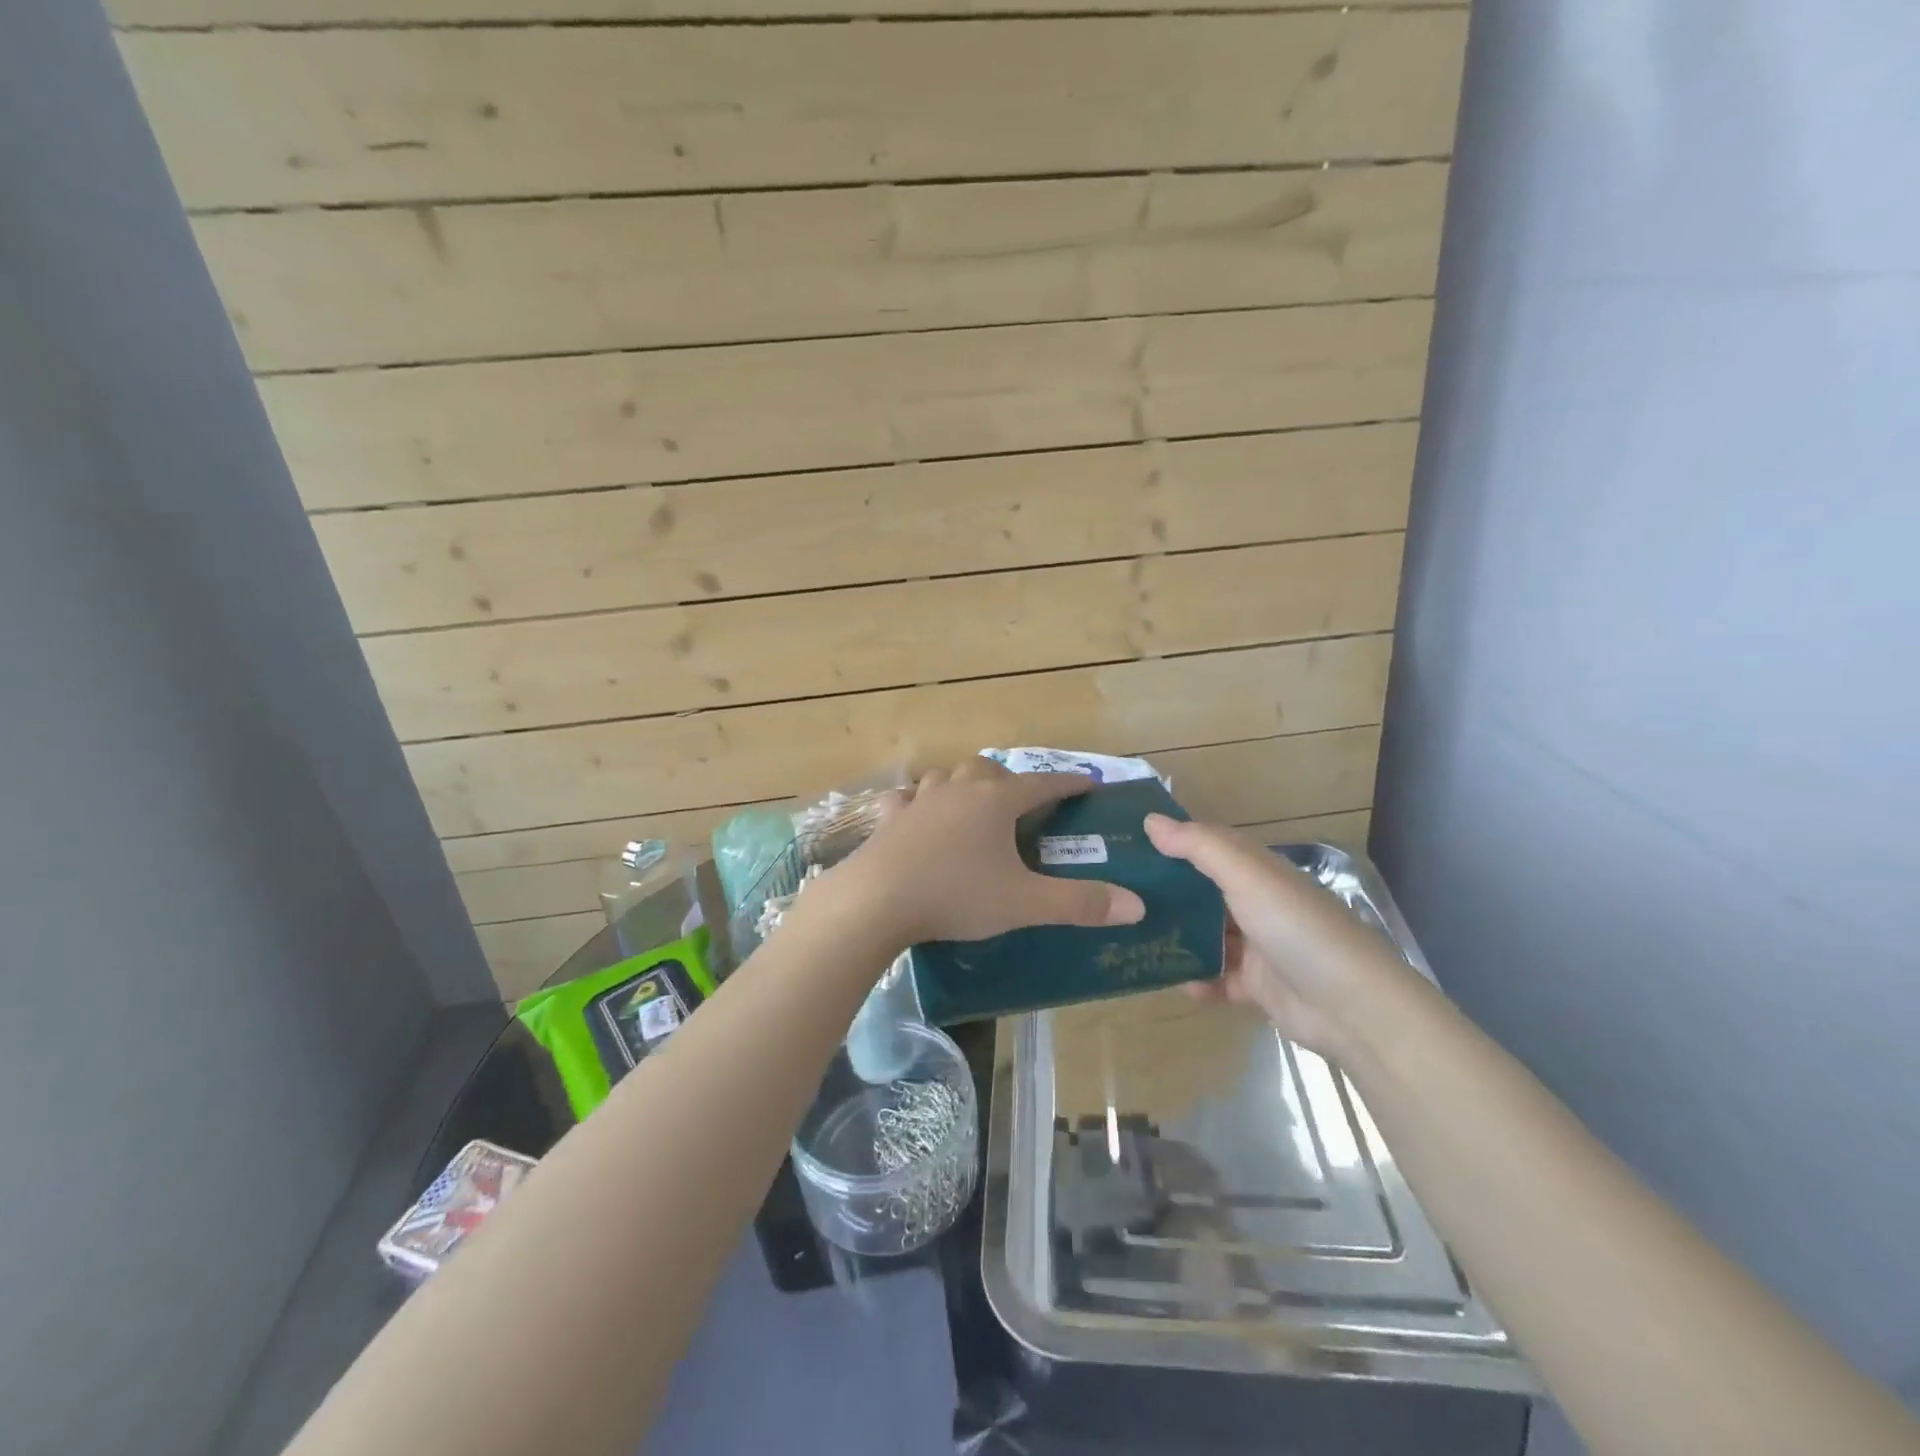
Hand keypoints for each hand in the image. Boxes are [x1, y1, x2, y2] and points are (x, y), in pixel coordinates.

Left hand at [822, 758, 1146, 945]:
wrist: (878, 901)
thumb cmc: (956, 896)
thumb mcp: (1024, 904)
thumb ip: (1080, 904)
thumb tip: (1137, 906)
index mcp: (995, 803)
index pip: (1041, 784)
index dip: (1067, 783)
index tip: (1087, 783)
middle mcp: (958, 791)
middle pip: (988, 770)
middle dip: (1009, 780)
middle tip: (1020, 801)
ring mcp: (919, 801)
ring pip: (945, 776)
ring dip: (962, 784)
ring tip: (970, 802)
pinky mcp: (888, 819)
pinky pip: (904, 799)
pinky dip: (916, 802)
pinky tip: (915, 813)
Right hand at [1143, 814, 1414, 1054]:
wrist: (1352, 1007)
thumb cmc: (1297, 927)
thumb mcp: (1247, 877)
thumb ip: (1199, 847)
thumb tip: (1150, 820)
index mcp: (1257, 870)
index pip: (1207, 846)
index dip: (1171, 841)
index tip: (1126, 844)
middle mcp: (1255, 903)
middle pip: (1201, 892)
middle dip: (1165, 893)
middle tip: (1117, 895)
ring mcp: (1257, 945)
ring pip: (1205, 935)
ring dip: (1176, 937)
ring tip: (1132, 938)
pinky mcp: (1256, 985)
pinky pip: (1217, 978)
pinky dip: (1198, 980)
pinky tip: (1175, 981)